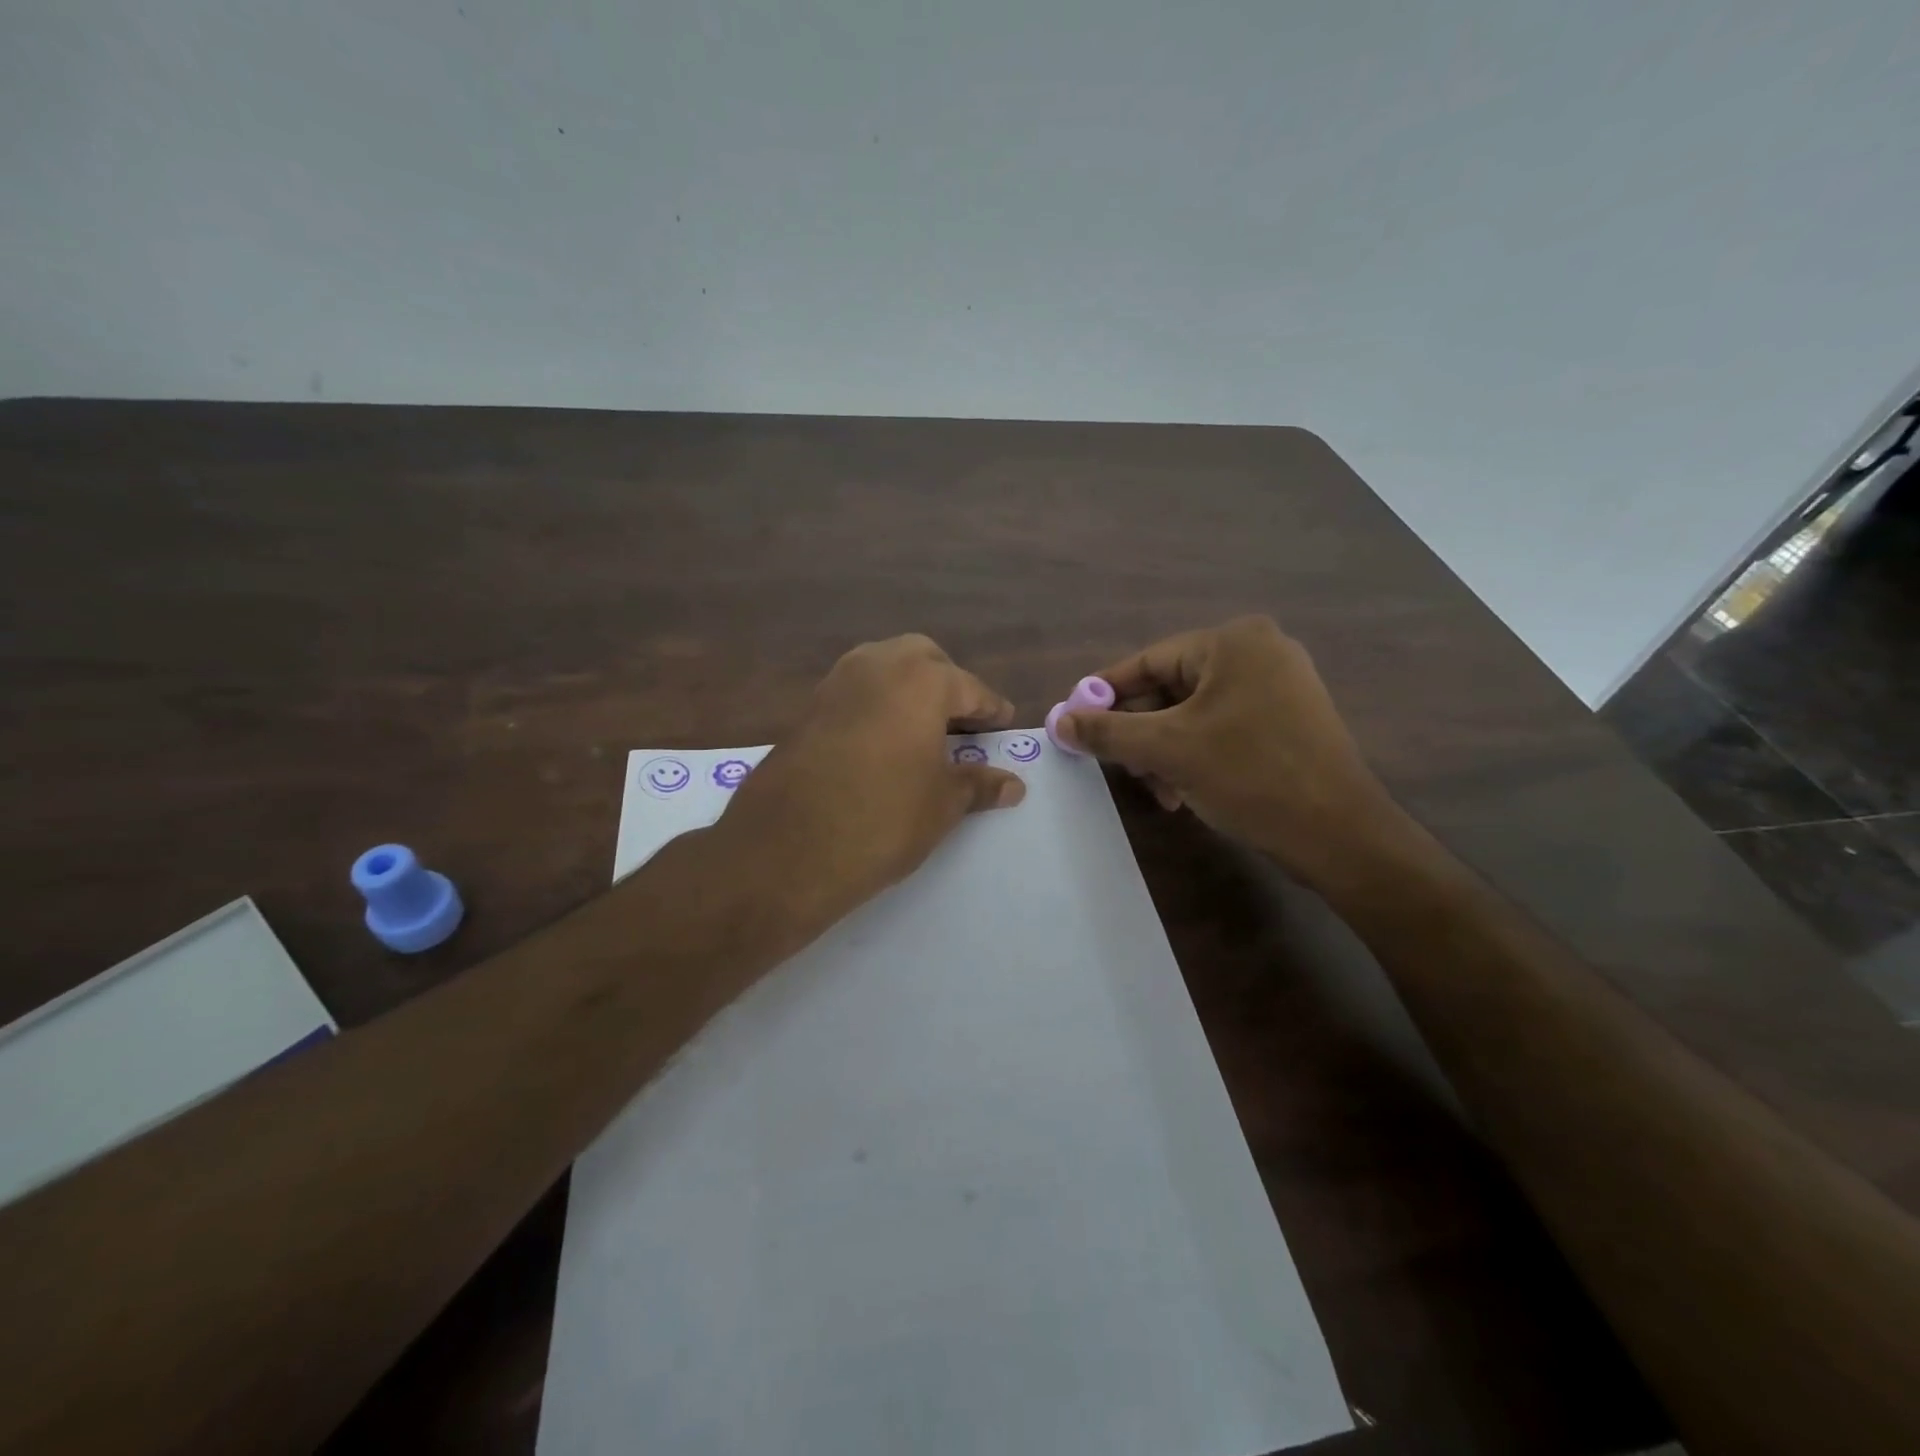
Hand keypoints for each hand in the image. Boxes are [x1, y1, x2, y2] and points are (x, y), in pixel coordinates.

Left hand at [718, 634, 1025, 929]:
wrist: (785, 848)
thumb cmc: (882, 819)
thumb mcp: (941, 805)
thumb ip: (978, 785)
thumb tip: (1013, 784)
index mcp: (921, 680)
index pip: (969, 688)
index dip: (991, 709)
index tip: (1005, 723)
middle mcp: (878, 666)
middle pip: (924, 660)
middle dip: (947, 684)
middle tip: (962, 723)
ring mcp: (836, 683)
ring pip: (884, 668)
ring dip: (908, 688)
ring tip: (924, 731)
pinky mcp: (808, 708)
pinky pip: (855, 691)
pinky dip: (877, 703)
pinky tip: (883, 741)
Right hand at [1057, 616, 1404, 886]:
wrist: (1339, 835)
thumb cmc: (1250, 775)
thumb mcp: (1167, 750)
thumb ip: (1107, 731)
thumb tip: (1059, 721)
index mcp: (1233, 642)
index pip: (1148, 661)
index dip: (1105, 693)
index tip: (1073, 721)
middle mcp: (1259, 652)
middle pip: (1171, 689)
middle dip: (1140, 734)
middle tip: (1117, 767)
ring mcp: (1279, 687)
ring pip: (1194, 714)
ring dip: (1165, 752)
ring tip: (1157, 791)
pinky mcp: (1288, 721)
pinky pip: (1223, 729)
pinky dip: (1195, 756)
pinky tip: (1183, 793)